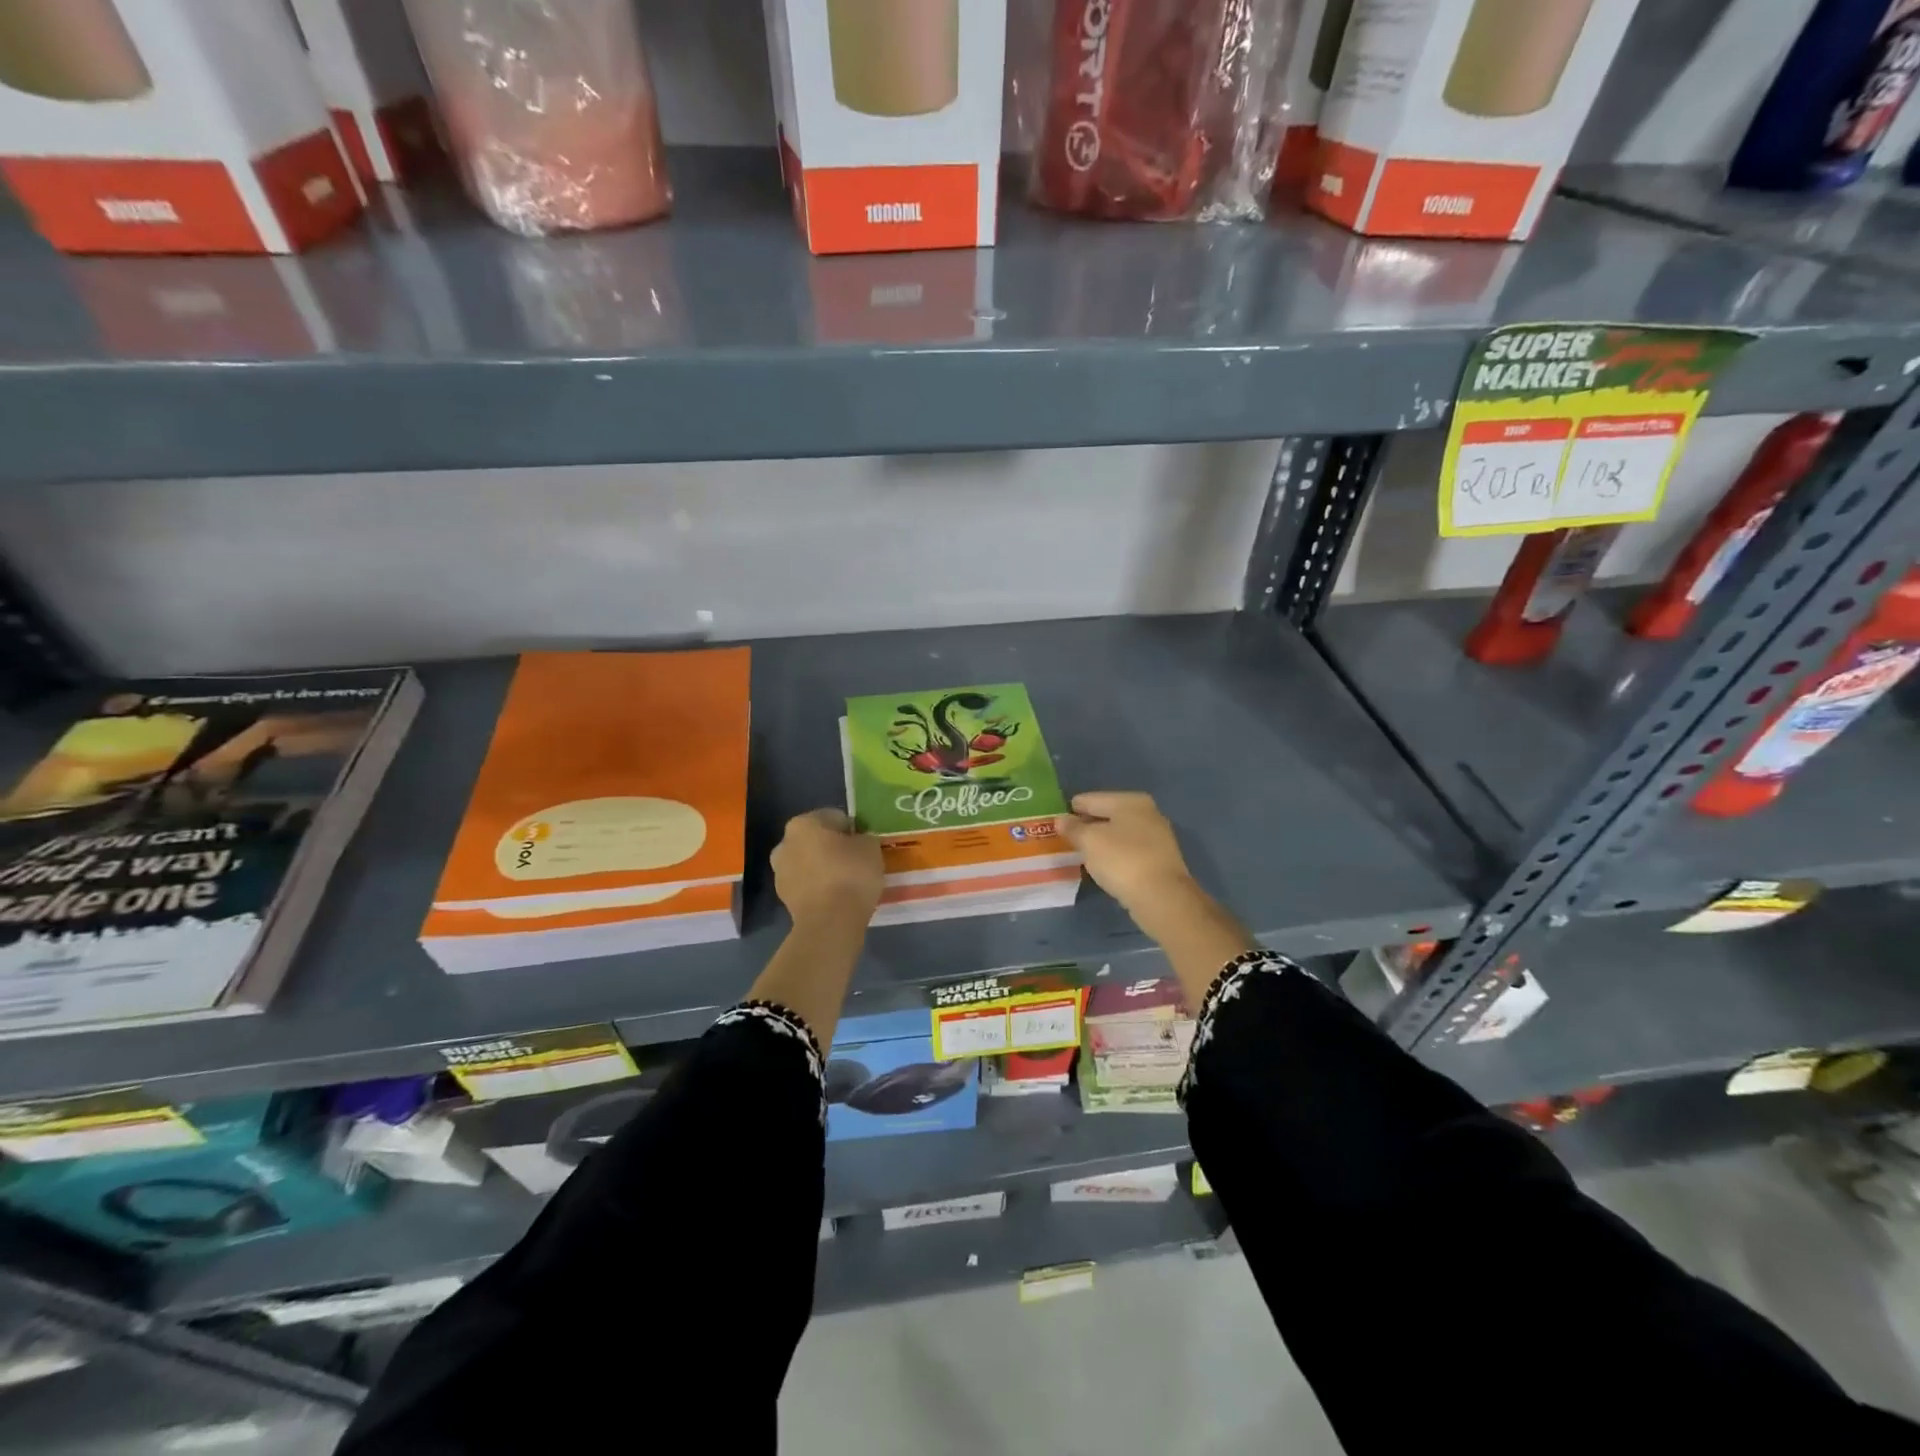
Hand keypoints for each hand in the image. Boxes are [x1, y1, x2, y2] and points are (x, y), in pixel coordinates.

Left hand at [771, 808, 882, 927]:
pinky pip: (807, 884)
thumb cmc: (851, 875)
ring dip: (825, 868)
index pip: (835, 817)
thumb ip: (864, 838)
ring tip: (848, 882)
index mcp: (803, 824)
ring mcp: (780, 872)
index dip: (853, 829)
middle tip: (857, 861)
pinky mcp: (783, 898)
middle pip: (817, 840)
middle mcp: (785, 843)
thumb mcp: (871, 847)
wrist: (830, 923)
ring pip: (809, 863)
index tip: (865, 844)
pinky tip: (837, 897)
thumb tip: (859, 842)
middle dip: (834, 847)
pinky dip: (819, 887)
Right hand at [1056, 791, 1200, 928]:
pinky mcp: (1160, 860)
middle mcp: (1147, 813)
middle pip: (1108, 815)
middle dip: (1088, 825)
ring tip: (1081, 852)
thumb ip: (1073, 828)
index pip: (1092, 799)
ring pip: (1119, 834)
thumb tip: (1061, 820)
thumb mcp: (1089, 841)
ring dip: (1101, 841)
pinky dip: (1114, 855)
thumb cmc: (1122, 860)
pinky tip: (1103, 865)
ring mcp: (1157, 837)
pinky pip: (1129, 851)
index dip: (1072, 809)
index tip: (1056, 820)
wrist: (1161, 897)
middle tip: (1066, 837)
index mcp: (1130, 801)